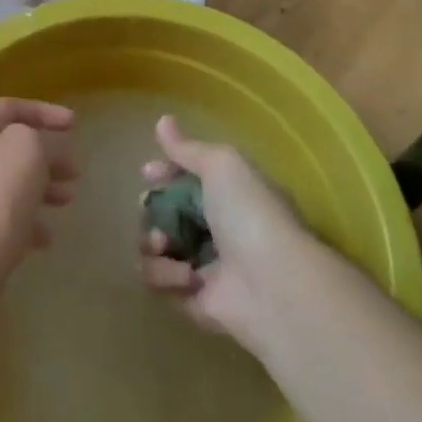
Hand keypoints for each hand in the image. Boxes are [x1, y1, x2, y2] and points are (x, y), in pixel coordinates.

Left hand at [0, 98, 76, 297]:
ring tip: (67, 201)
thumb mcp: (25, 150)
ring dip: (41, 187)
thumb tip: (38, 150)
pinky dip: (26, 220)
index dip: (43, 110)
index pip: (9, 107)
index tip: (73, 124)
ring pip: (8, 182)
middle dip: (47, 155)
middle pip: (10, 146)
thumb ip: (36, 137)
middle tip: (74, 172)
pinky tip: (44, 238)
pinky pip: (2, 216)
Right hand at [137, 115, 311, 342]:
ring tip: (164, 243)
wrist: (272, 284)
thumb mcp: (222, 165)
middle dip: (152, 209)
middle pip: (167, 213)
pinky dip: (165, 275)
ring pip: (157, 247)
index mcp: (230, 196)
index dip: (166, 174)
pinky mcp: (194, 300)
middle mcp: (218, 229)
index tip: (148, 173)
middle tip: (148, 208)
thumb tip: (162, 120)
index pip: (189, 179)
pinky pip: (161, 282)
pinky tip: (185, 275)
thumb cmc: (250, 214)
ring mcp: (205, 266)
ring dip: (152, 241)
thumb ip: (188, 148)